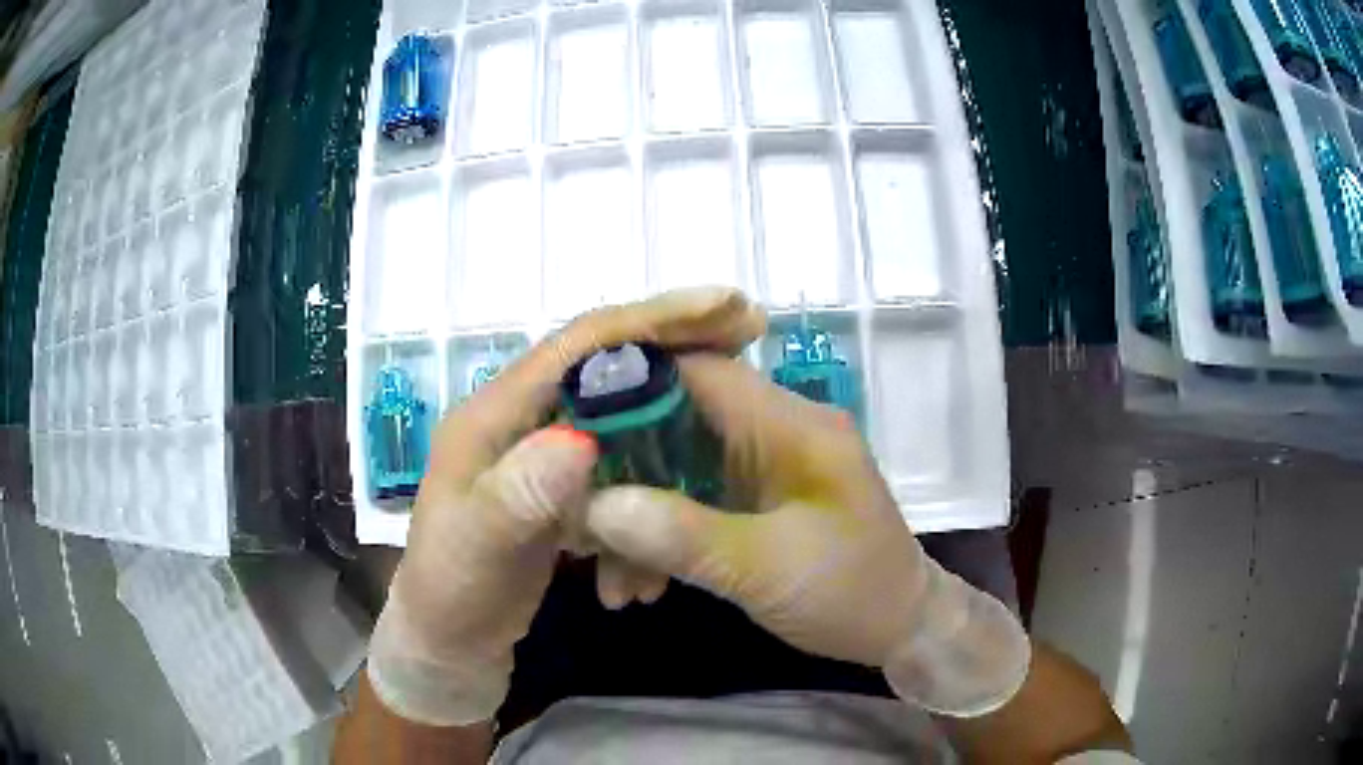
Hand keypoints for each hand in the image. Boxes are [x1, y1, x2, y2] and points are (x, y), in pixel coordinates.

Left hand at [367, 288, 765, 725]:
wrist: (453, 640)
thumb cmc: (452, 592)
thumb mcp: (478, 547)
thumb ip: (519, 495)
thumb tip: (583, 439)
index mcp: (495, 414)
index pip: (578, 345)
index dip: (650, 320)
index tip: (723, 305)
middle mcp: (523, 418)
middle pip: (612, 364)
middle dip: (681, 347)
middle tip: (748, 331)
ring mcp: (545, 453)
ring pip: (627, 416)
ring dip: (678, 429)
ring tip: (735, 426)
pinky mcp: (564, 487)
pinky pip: (625, 467)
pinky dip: (658, 487)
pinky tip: (682, 516)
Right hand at [585, 354, 1030, 716]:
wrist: (900, 628)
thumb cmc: (850, 593)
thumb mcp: (766, 569)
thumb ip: (681, 535)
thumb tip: (595, 505)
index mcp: (790, 424)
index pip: (697, 369)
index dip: (628, 385)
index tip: (568, 428)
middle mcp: (772, 430)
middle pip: (673, 420)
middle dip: (619, 471)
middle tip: (576, 522)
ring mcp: (761, 465)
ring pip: (673, 466)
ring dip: (634, 517)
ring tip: (610, 581)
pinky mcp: (753, 499)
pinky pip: (689, 499)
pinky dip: (659, 535)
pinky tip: (638, 584)